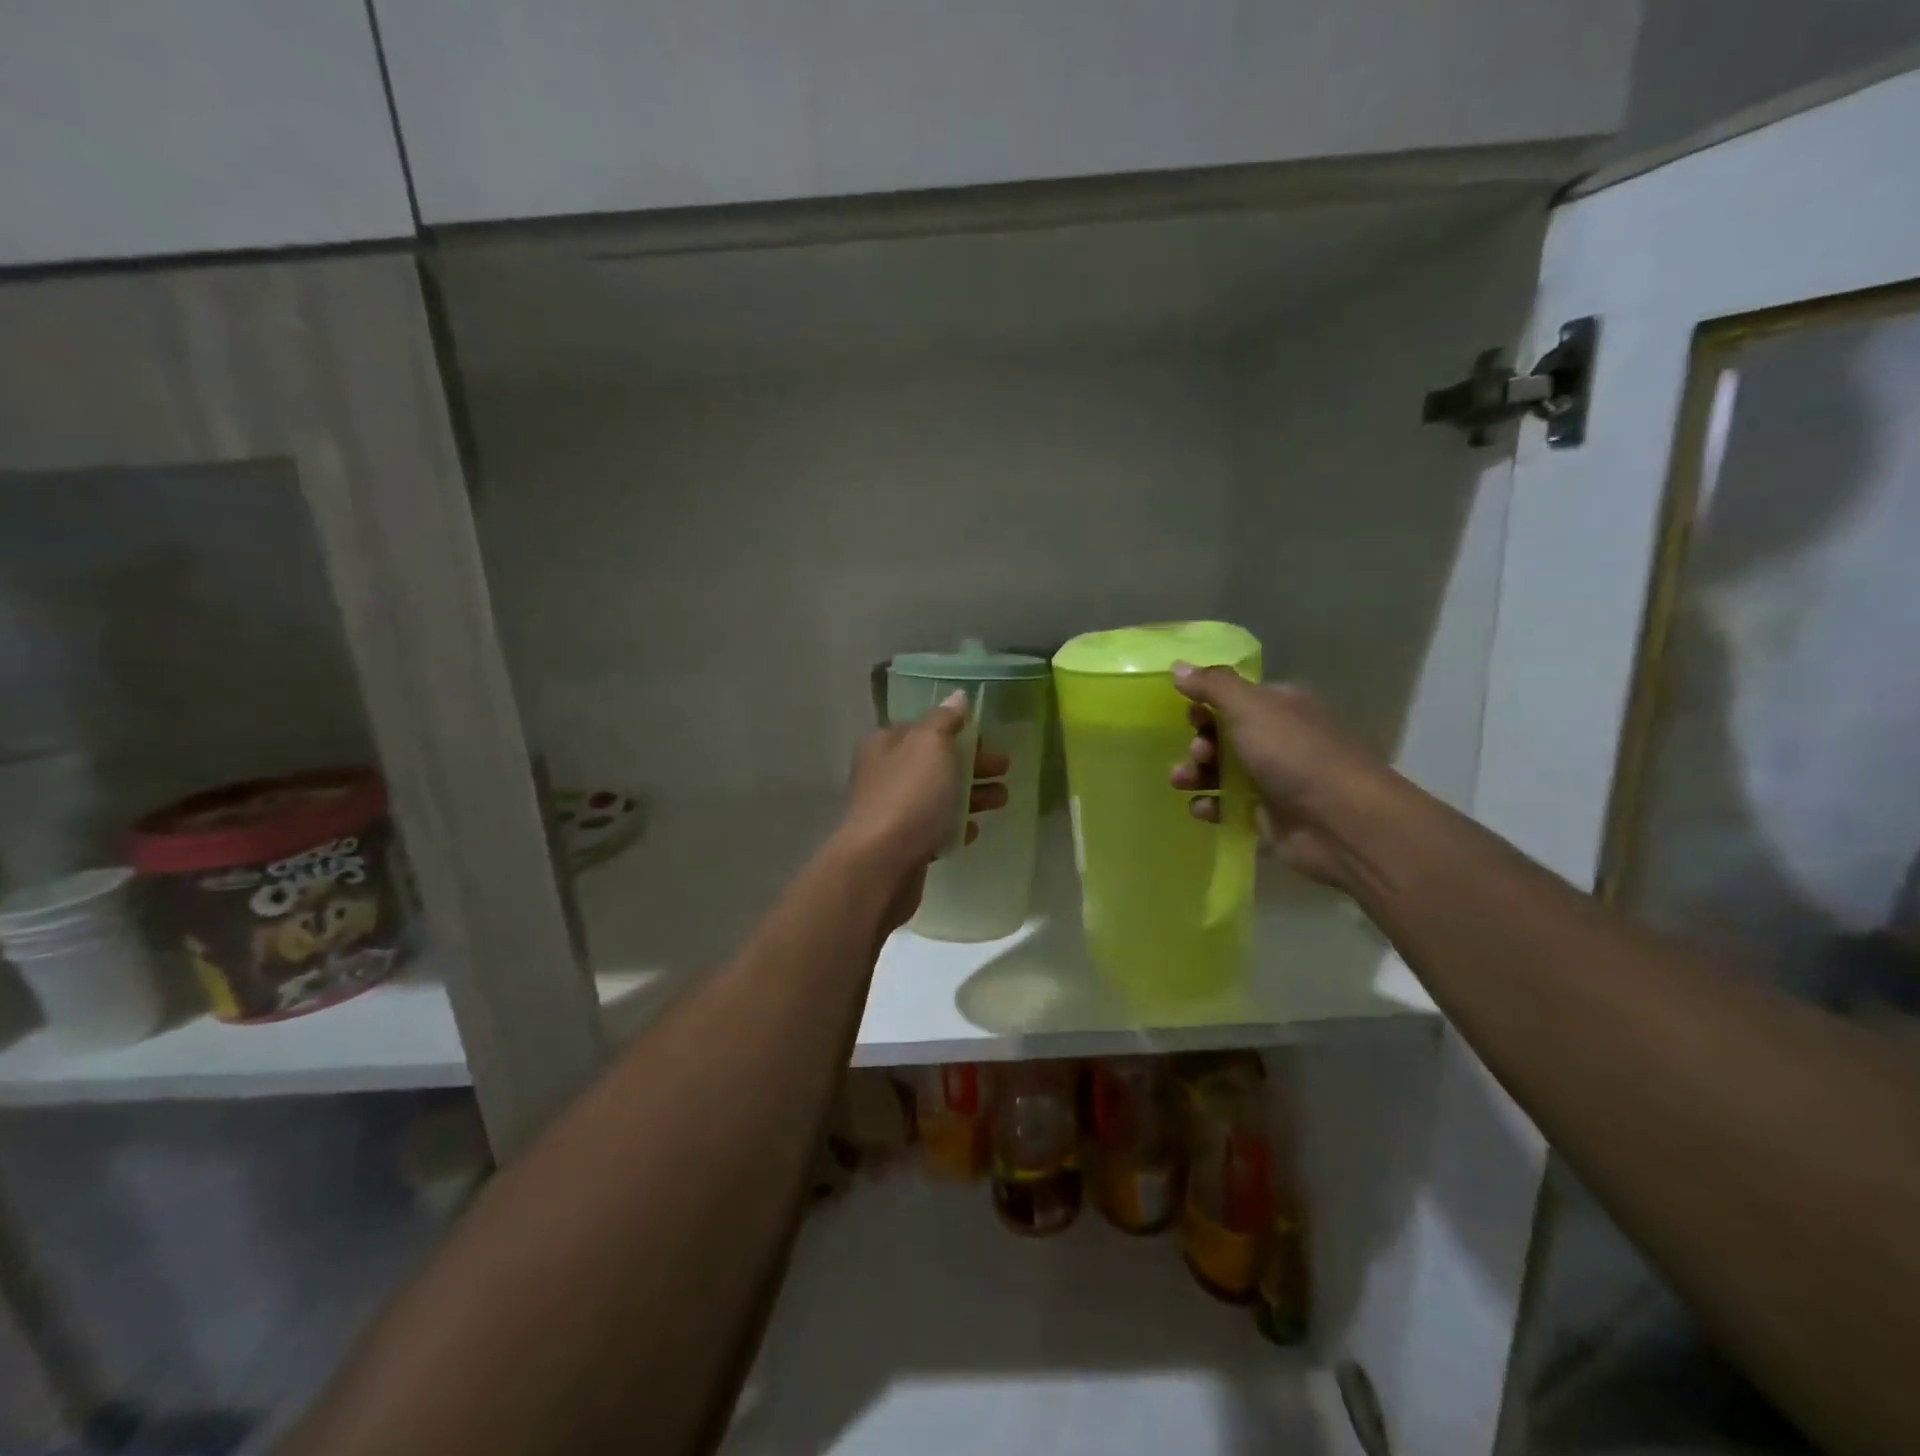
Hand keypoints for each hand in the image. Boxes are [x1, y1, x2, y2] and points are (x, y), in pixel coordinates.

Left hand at [842, 693, 1009, 926]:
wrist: (882, 863)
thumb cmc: (909, 795)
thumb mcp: (930, 745)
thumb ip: (944, 720)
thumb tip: (956, 697)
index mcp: (885, 744)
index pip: (924, 728)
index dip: (957, 731)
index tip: (988, 740)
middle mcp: (884, 774)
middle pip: (934, 762)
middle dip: (972, 764)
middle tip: (1004, 769)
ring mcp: (892, 811)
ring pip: (938, 796)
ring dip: (971, 795)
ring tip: (1002, 800)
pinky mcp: (902, 845)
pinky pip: (934, 829)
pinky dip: (955, 826)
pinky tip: (974, 829)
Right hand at [1168, 666, 1394, 886]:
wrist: (1340, 821)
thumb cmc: (1295, 754)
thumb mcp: (1251, 707)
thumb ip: (1212, 685)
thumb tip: (1177, 666)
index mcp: (1280, 706)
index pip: (1234, 697)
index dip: (1207, 704)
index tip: (1190, 715)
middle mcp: (1278, 738)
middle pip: (1223, 735)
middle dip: (1200, 742)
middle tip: (1199, 753)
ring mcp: (1272, 778)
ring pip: (1220, 770)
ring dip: (1196, 773)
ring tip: (1183, 782)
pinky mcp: (1266, 814)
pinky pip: (1227, 805)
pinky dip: (1210, 805)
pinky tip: (1201, 808)